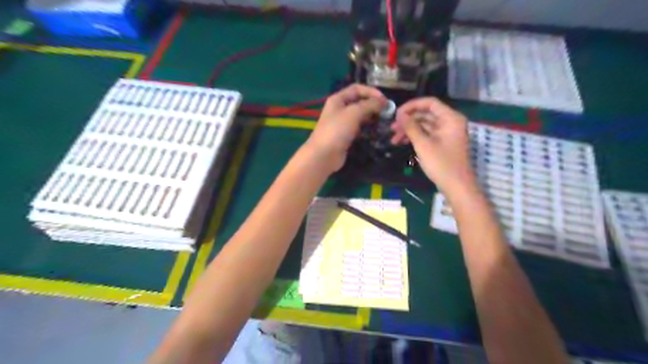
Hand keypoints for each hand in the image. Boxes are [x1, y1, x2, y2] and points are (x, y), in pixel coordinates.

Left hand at [305, 84, 382, 170]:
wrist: (324, 155)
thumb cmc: (337, 130)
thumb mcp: (354, 113)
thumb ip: (369, 105)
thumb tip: (383, 101)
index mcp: (338, 99)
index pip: (357, 89)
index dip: (371, 91)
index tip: (384, 99)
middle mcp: (340, 109)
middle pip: (359, 102)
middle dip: (373, 104)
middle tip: (387, 111)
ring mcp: (342, 123)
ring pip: (360, 116)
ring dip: (372, 117)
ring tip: (384, 120)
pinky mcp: (346, 136)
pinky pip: (359, 128)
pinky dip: (368, 128)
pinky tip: (376, 131)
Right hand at [389, 98, 473, 197]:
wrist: (456, 186)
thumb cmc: (441, 164)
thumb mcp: (423, 144)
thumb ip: (411, 127)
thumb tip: (399, 114)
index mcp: (450, 118)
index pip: (429, 103)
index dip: (411, 106)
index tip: (396, 114)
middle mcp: (450, 122)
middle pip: (426, 114)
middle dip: (408, 121)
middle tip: (391, 128)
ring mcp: (446, 133)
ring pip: (424, 125)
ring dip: (409, 130)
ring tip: (393, 139)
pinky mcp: (442, 143)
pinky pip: (427, 134)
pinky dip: (415, 137)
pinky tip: (402, 143)